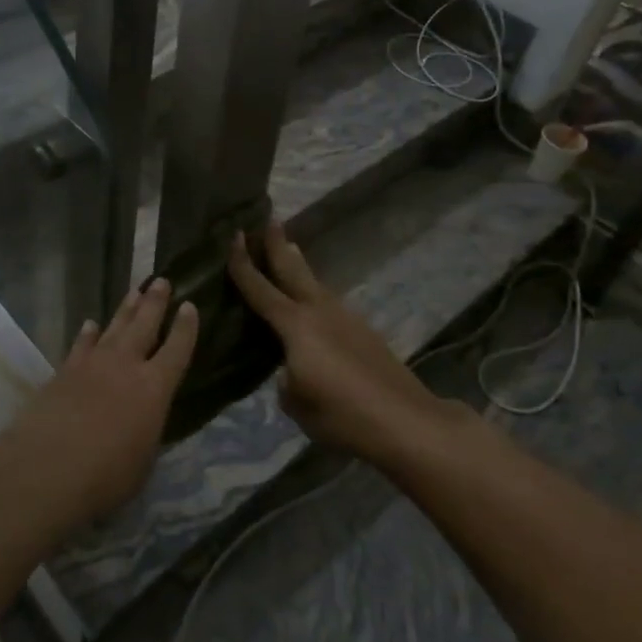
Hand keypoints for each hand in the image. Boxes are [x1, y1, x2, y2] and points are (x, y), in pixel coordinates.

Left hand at [12, 279, 197, 524]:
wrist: (46, 467)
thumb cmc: (105, 476)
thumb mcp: (142, 462)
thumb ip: (146, 434)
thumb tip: (143, 423)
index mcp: (154, 389)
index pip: (178, 350)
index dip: (186, 327)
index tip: (190, 306)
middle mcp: (125, 366)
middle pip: (144, 325)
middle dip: (155, 302)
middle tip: (162, 281)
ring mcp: (92, 364)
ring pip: (114, 328)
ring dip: (125, 310)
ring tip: (134, 291)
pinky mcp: (64, 371)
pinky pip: (81, 344)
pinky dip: (88, 334)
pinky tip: (90, 324)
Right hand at [228, 223, 442, 464]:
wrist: (406, 420)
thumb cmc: (342, 413)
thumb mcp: (296, 402)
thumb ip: (286, 378)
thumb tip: (292, 369)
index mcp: (295, 325)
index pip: (260, 288)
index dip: (243, 263)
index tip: (235, 236)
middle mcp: (319, 311)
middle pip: (293, 270)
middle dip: (278, 245)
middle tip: (270, 221)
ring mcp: (345, 318)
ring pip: (315, 284)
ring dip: (299, 266)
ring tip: (290, 252)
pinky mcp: (364, 332)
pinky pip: (329, 303)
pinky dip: (315, 294)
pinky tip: (315, 305)